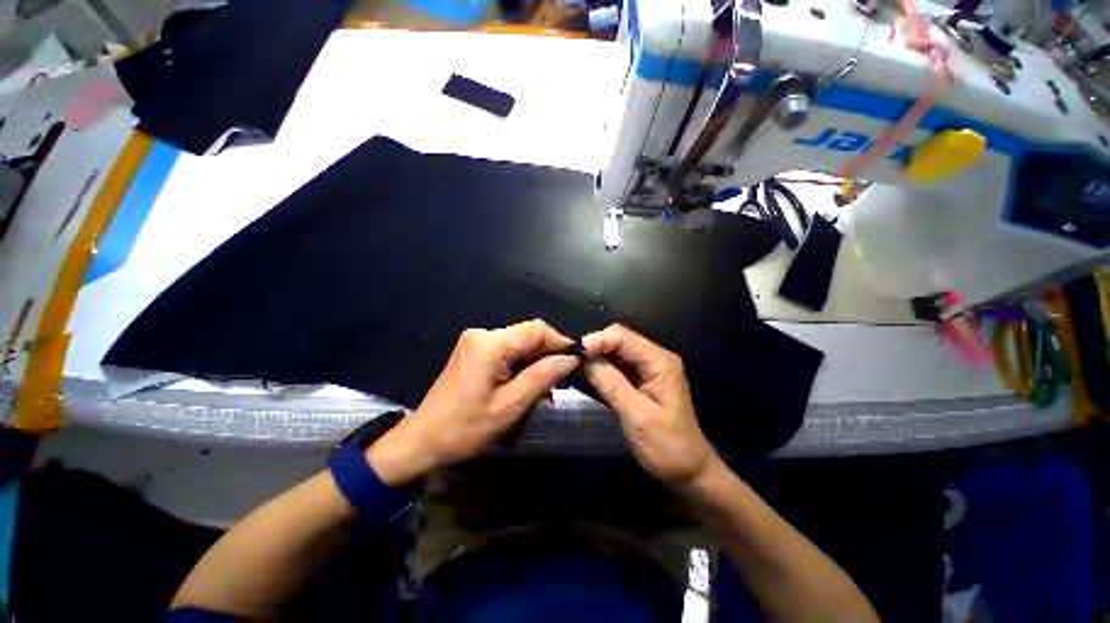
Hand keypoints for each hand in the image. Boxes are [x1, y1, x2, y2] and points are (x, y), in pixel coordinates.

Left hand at [368, 320, 579, 485]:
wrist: (422, 440)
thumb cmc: (465, 428)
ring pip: (519, 343)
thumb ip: (542, 376)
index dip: (560, 341)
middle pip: (527, 335)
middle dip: (549, 353)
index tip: (577, 359)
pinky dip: (522, 363)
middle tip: (566, 376)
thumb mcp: (510, 406)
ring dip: (536, 360)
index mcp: (490, 344)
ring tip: (550, 384)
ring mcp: (476, 341)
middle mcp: (482, 334)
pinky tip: (530, 381)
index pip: (536, 329)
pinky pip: (506, 350)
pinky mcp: (473, 350)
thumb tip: (571, 358)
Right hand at [582, 324, 715, 486]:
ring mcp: (647, 369)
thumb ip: (611, 384)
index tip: (573, 353)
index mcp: (659, 361)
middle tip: (568, 361)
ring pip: (614, 352)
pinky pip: (615, 367)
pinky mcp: (639, 380)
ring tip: (570, 367)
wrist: (688, 471)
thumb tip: (585, 359)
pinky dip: (599, 370)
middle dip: (593, 347)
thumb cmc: (667, 445)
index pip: (622, 337)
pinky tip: (583, 376)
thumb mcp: (637, 415)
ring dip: (593, 358)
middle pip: (618, 340)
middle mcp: (654, 358)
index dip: (596, 340)